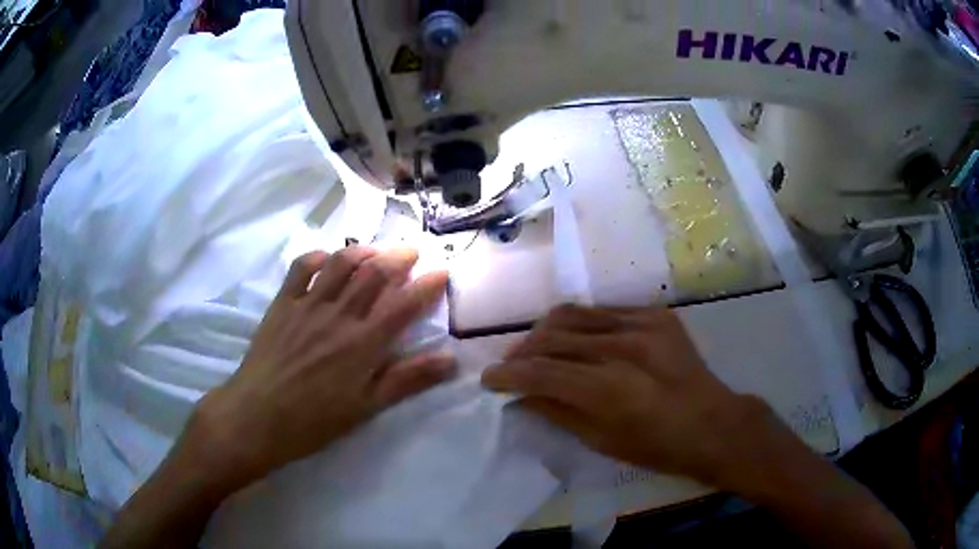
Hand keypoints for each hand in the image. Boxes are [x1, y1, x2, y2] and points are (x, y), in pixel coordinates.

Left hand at [191, 246, 453, 489]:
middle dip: (398, 258)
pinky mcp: (282, 304)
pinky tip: (326, 259)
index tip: (442, 272)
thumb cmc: (314, 420)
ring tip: (375, 251)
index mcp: (363, 343)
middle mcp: (338, 315)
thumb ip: (407, 380)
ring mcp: (307, 305)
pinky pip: (300, 268)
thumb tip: (450, 360)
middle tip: (412, 252)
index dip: (427, 285)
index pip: (403, 304)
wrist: (257, 416)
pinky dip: (318, 256)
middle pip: (373, 274)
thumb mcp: (366, 408)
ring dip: (362, 251)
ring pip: (339, 264)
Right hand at [481, 304, 773, 490]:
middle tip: (511, 367)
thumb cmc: (657, 447)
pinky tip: (577, 342)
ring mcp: (642, 324)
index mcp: (609, 390)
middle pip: (551, 336)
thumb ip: (557, 411)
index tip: (489, 379)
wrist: (713, 422)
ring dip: (544, 332)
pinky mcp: (656, 314)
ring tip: (536, 350)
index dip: (508, 374)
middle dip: (521, 351)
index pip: (541, 372)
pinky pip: (603, 311)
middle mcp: (623, 347)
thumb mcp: (602, 441)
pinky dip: (580, 326)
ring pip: (573, 314)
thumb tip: (520, 394)